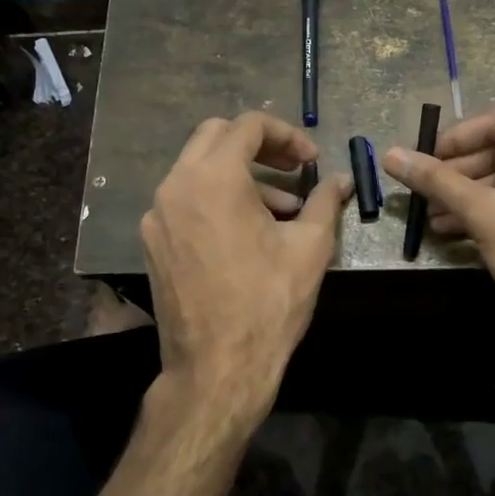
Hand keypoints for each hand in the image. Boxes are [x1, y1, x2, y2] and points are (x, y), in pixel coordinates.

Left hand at [140, 112, 351, 427]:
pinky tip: (249, 233)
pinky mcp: (152, 243)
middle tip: (293, 167)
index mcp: (213, 178)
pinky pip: (186, 201)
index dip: (287, 135)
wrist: (216, 368)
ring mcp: (157, 216)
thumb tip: (341, 180)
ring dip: (240, 175)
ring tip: (283, 209)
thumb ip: (325, 201)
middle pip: (215, 137)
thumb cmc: (268, 302)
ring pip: (198, 169)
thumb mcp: (310, 247)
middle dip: (259, 145)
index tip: (311, 161)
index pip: (248, 126)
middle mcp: (176, 186)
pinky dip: (217, 200)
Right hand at [383, 111, 494, 340]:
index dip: (457, 138)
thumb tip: (391, 155)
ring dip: (467, 196)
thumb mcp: (484, 213)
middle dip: (459, 173)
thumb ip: (437, 181)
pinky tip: (452, 230)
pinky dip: (488, 213)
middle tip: (424, 189)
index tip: (425, 157)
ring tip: (431, 215)